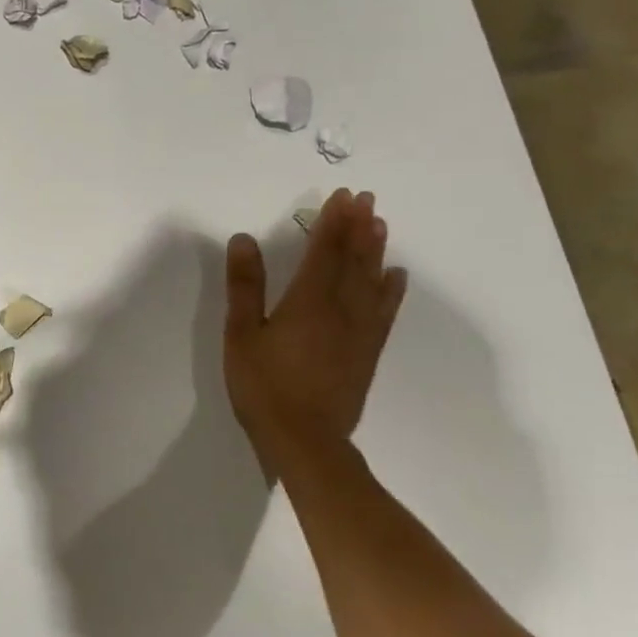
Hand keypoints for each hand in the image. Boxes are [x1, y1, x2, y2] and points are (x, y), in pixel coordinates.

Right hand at [223, 189, 406, 461]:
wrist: (305, 440)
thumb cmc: (264, 386)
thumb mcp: (241, 334)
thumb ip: (244, 286)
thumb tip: (243, 239)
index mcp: (308, 301)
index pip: (323, 251)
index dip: (332, 222)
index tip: (341, 196)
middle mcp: (341, 309)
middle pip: (353, 260)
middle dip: (357, 227)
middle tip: (366, 198)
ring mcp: (359, 331)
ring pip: (372, 281)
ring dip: (375, 250)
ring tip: (380, 224)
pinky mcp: (367, 352)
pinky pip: (384, 311)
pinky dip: (391, 290)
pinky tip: (396, 276)